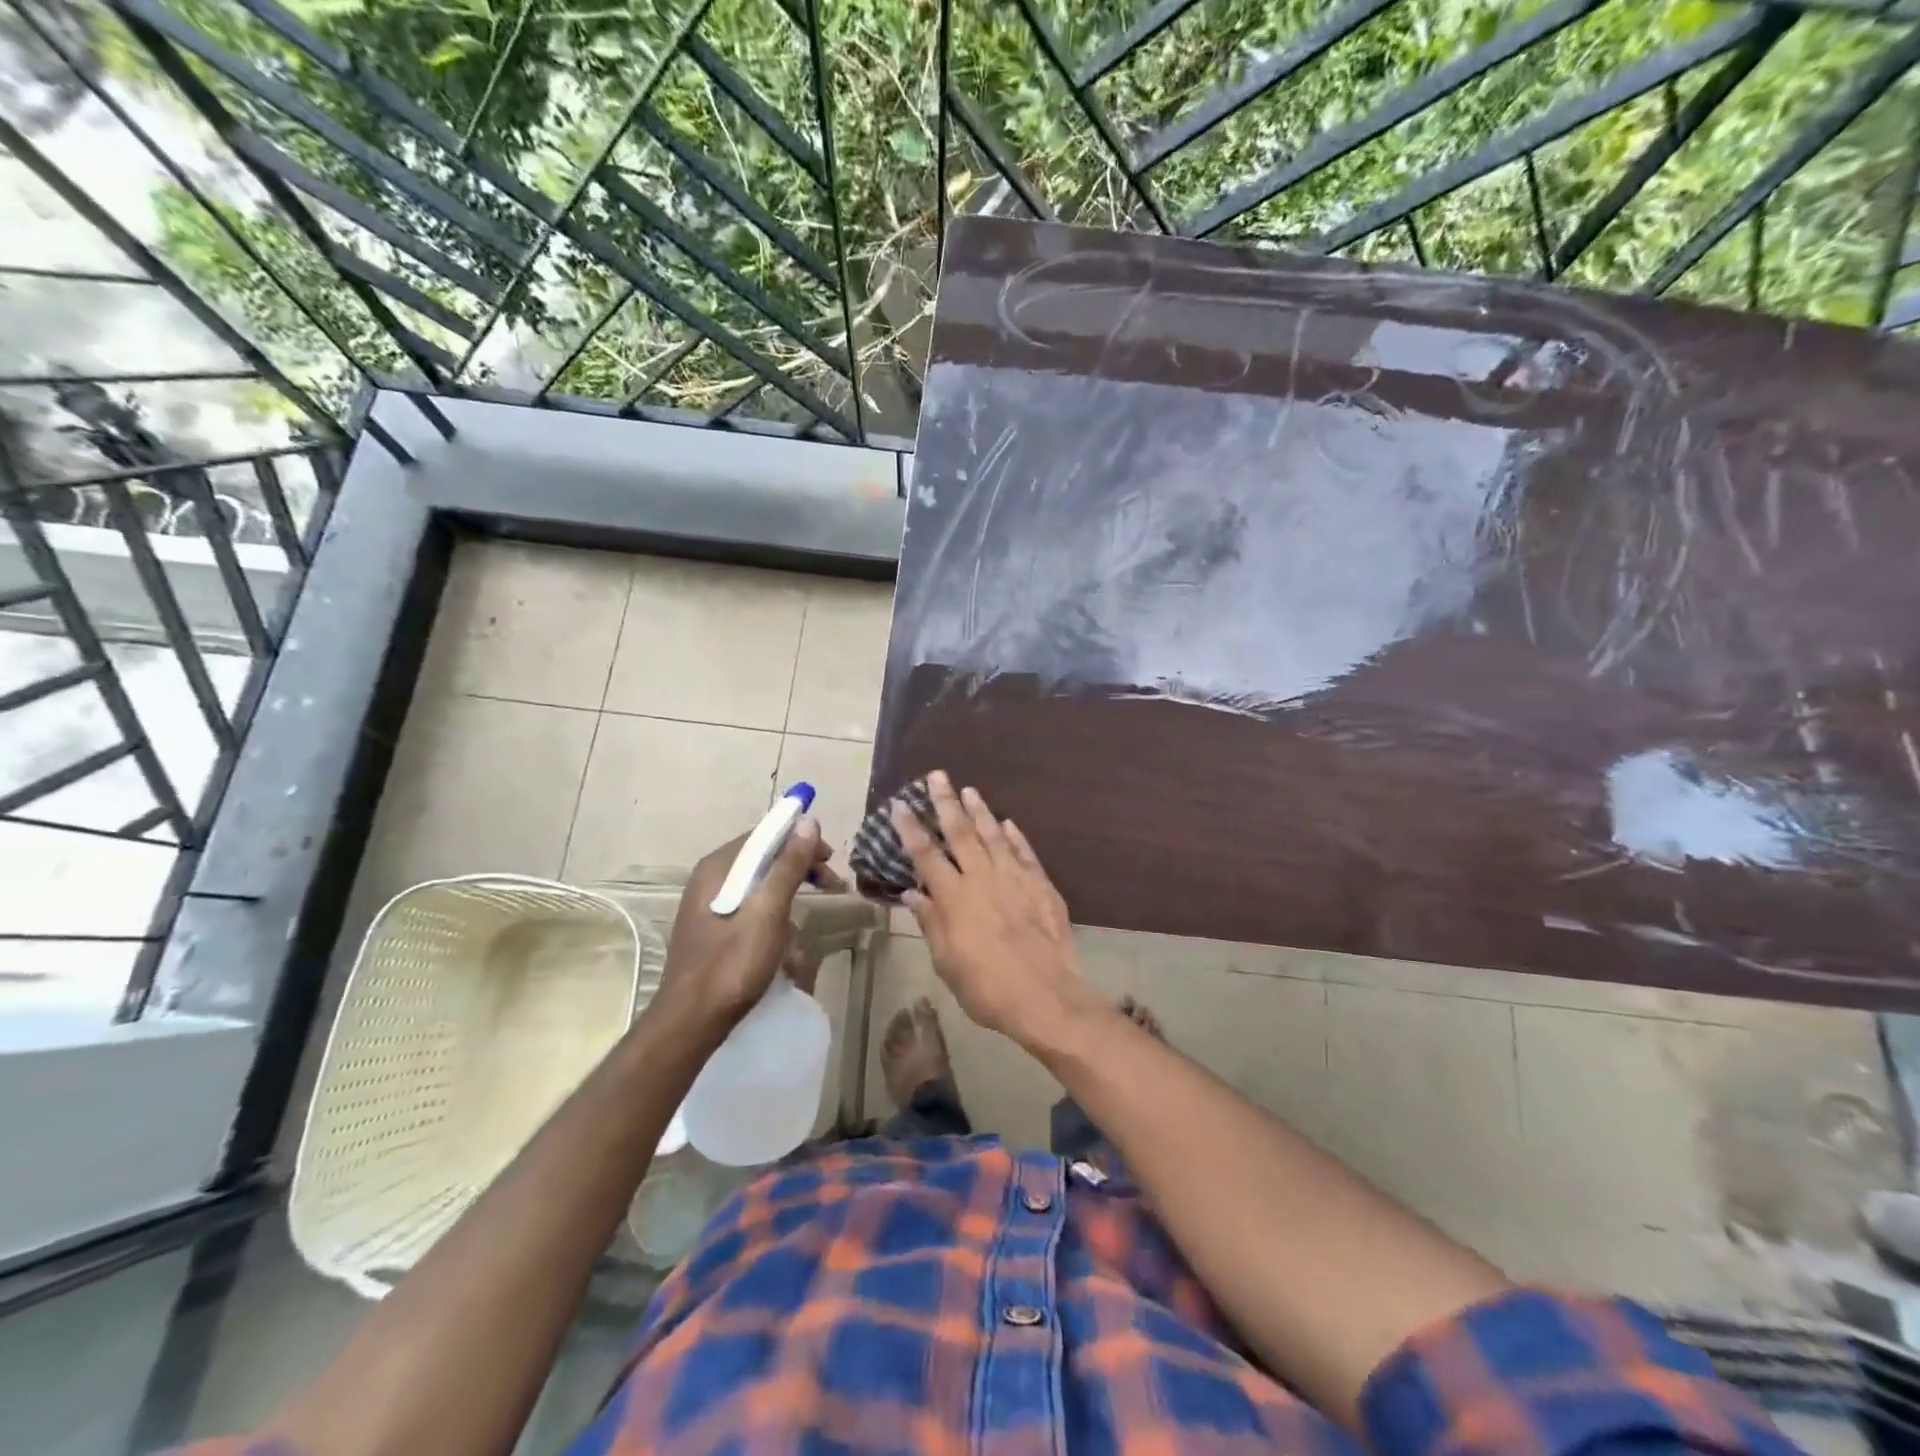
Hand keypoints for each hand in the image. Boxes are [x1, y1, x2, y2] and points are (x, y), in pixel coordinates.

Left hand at [655, 817, 842, 1031]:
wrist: (691, 1024)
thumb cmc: (731, 964)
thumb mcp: (768, 912)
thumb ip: (788, 866)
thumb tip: (808, 821)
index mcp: (719, 868)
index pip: (765, 835)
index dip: (801, 840)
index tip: (831, 858)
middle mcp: (712, 880)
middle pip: (765, 861)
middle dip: (801, 874)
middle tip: (834, 886)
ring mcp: (711, 908)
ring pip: (763, 893)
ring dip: (790, 911)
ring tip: (803, 944)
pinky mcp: (715, 933)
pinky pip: (754, 917)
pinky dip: (775, 931)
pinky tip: (786, 961)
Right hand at [892, 771, 1095, 1047]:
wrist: (1046, 997)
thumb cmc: (987, 988)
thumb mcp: (947, 962)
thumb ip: (930, 923)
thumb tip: (911, 893)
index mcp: (954, 898)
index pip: (926, 854)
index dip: (911, 828)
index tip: (900, 804)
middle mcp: (982, 878)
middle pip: (960, 832)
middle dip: (946, 802)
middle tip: (938, 775)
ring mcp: (1014, 878)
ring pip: (993, 835)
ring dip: (980, 810)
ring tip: (970, 790)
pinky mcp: (1041, 885)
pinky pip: (1025, 853)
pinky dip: (1015, 836)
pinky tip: (1008, 823)